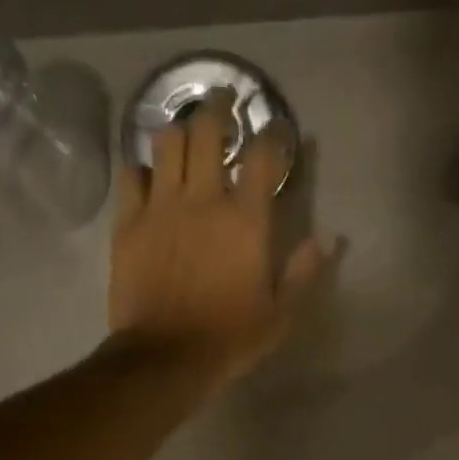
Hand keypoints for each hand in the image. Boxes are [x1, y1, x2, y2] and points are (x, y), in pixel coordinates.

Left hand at [108, 90, 330, 391]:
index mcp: (246, 220)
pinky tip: (150, 174)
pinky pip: (131, 175)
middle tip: (226, 102)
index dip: (273, 135)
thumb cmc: (230, 338)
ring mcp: (161, 207)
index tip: (277, 130)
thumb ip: (304, 273)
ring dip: (180, 130)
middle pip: (208, 131)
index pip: (263, 156)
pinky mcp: (128, 222)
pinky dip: (143, 167)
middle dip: (220, 109)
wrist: (166, 357)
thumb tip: (329, 240)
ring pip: (167, 141)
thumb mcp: (281, 315)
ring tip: (187, 134)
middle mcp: (203, 199)